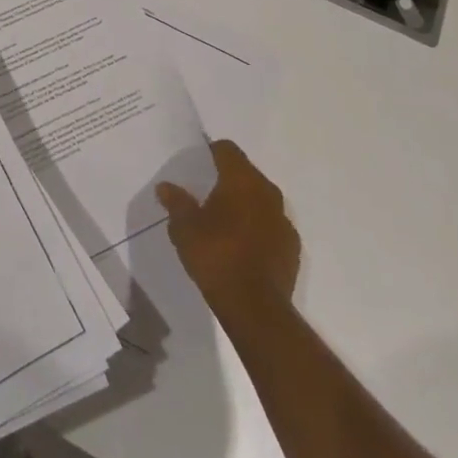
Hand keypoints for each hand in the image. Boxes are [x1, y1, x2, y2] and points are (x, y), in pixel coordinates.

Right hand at [157, 140, 299, 316]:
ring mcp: (284, 220)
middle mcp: (267, 192)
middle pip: (245, 173)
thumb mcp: (185, 228)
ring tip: (222, 222)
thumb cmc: (216, 257)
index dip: (210, 152)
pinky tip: (242, 247)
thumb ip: (176, 202)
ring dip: (244, 205)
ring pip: (260, 200)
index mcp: (242, 180)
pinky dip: (258, 228)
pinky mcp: (292, 247)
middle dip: (227, 180)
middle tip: (205, 194)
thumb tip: (165, 186)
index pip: (226, 149)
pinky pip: (271, 225)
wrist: (256, 308)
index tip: (196, 165)